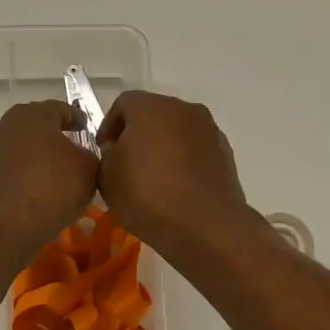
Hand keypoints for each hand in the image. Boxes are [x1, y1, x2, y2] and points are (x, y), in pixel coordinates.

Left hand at [0, 100, 99, 259]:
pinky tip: (40, 196)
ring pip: (22, 151)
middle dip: (55, 139)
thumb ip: (90, 156)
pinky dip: (26, 179)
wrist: (4, 227)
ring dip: (39, 160)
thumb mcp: (89, 169)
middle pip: (37, 128)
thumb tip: (82, 157)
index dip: (77, 118)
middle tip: (75, 152)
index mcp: (32, 114)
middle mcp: (6, 127)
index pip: (60, 109)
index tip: (87, 128)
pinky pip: (13, 174)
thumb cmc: (52, 187)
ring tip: (59, 178)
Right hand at [96, 90, 255, 259]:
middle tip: (126, 165)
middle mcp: (183, 109)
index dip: (108, 127)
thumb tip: (118, 151)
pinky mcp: (226, 154)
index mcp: (151, 107)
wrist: (205, 225)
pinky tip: (177, 189)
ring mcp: (209, 130)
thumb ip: (107, 156)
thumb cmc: (147, 195)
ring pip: (178, 132)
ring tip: (153, 179)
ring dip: (163, 148)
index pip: (123, 103)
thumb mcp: (107, 177)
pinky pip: (196, 151)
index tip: (103, 153)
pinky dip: (184, 162)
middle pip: (153, 114)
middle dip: (138, 135)